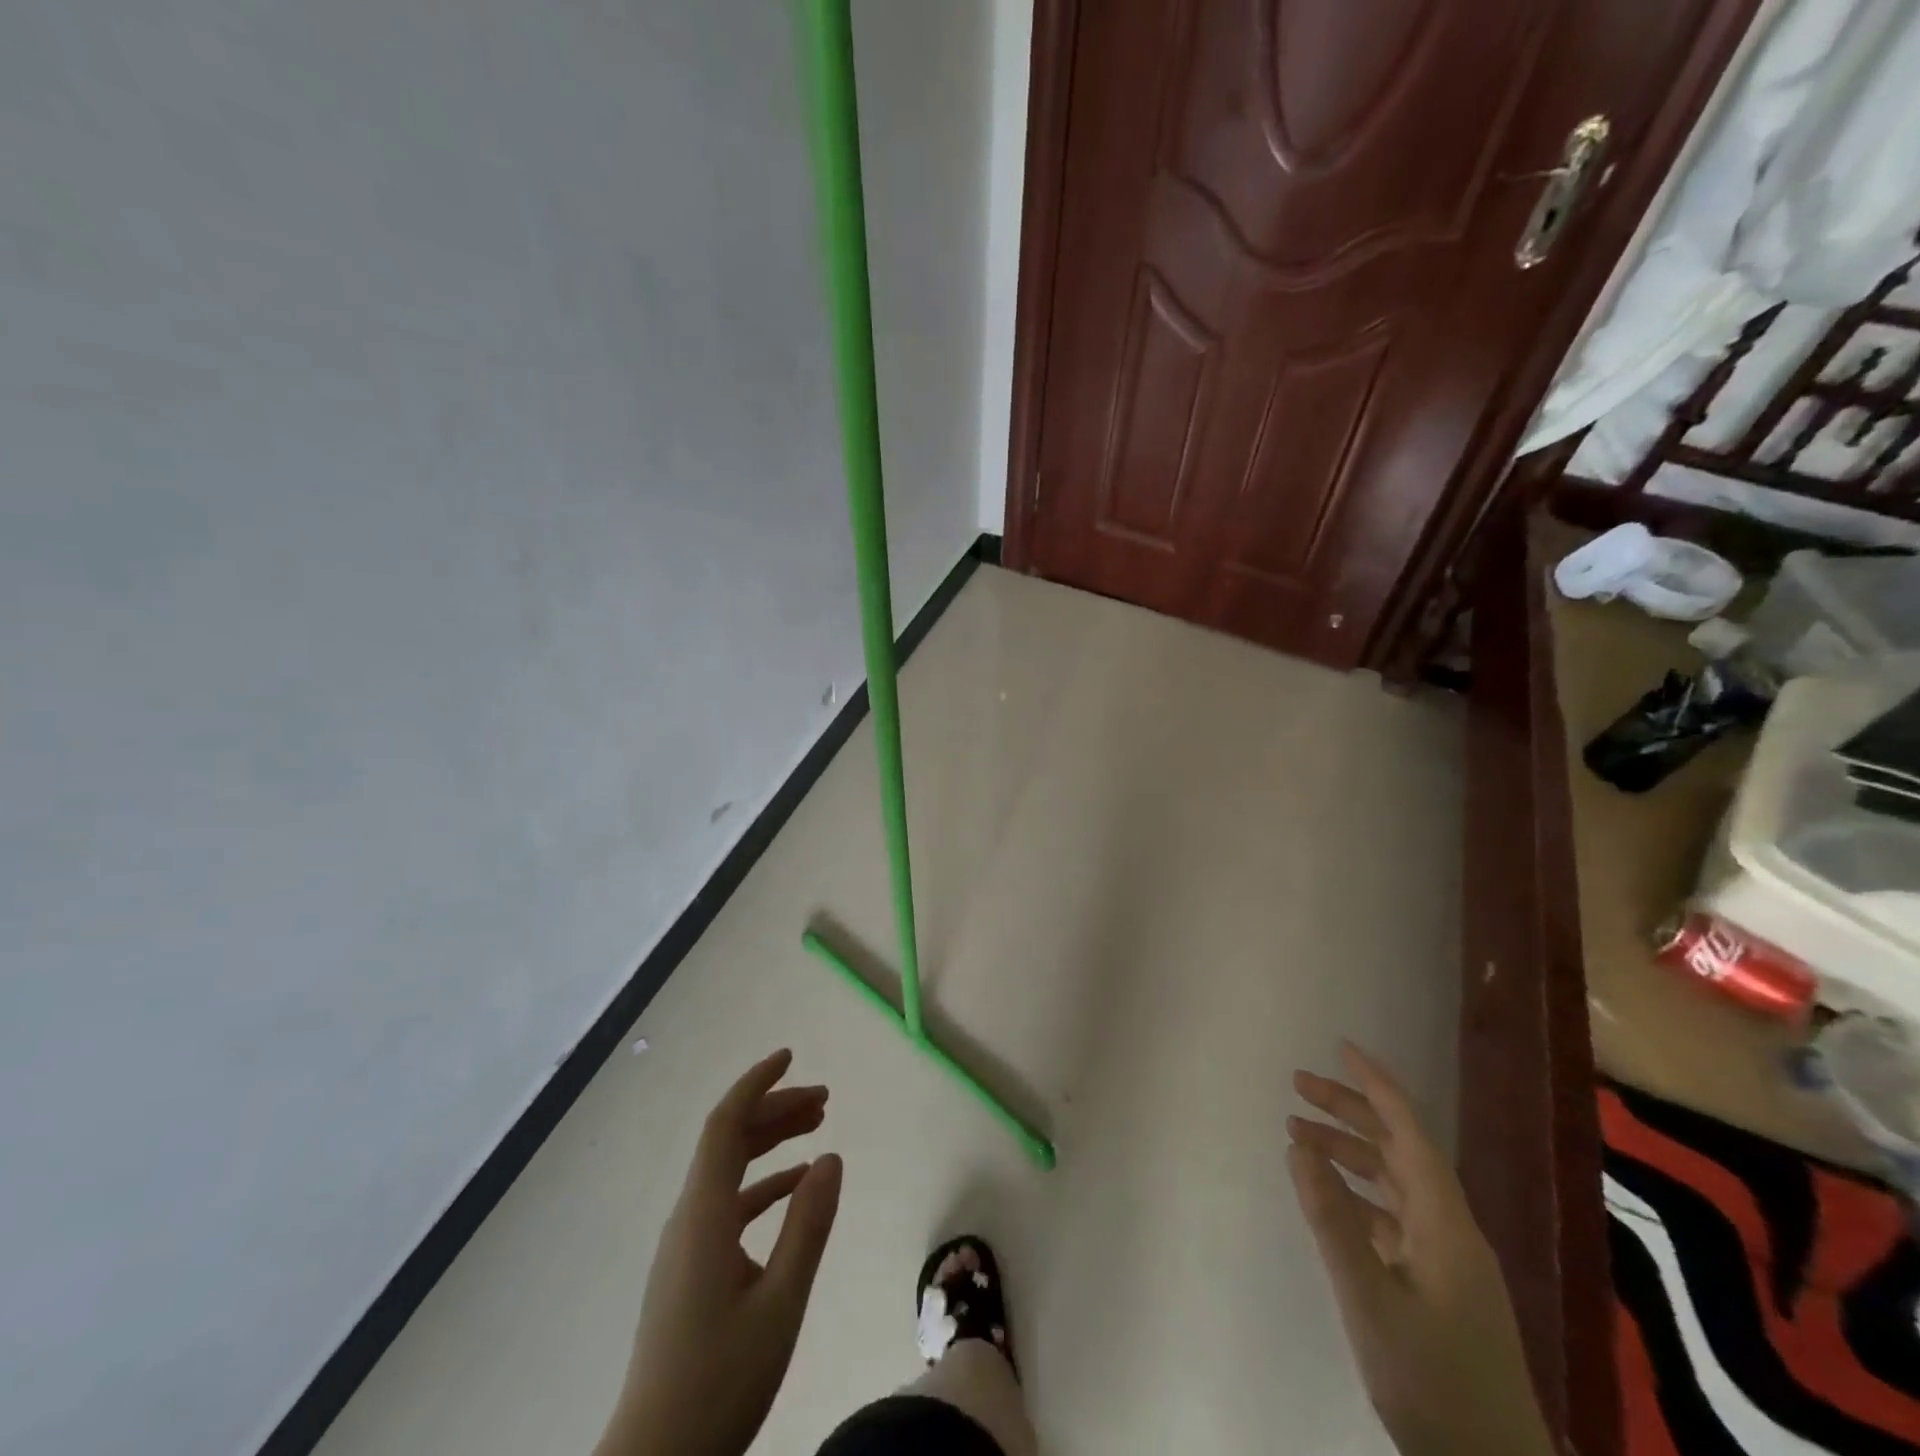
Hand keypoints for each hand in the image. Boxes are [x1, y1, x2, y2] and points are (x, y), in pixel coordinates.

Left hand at [597, 1049, 842, 1455]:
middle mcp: (689, 1217)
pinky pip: (729, 1203)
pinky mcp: (690, 1269)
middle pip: (730, 1140)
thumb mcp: (780, 1303)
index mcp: (704, 1214)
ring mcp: (686, 1245)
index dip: (756, 1083)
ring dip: (771, 1143)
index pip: (725, 1123)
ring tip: (817, 1128)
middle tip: (825, 1100)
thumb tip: (831, 1157)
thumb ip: (807, 1226)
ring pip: (730, 1170)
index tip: (790, 1056)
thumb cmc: (719, 1382)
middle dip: (775, 1110)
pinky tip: (796, 1188)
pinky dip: (763, 1184)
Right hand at [1288, 1044, 1552, 1455]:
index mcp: (1444, 1222)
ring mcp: (1446, 1259)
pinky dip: (1356, 1192)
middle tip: (1297, 1085)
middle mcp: (1450, 1228)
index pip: (1409, 1133)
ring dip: (1348, 1150)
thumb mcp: (1369, 1299)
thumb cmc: (1432, 1381)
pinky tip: (1326, 1195)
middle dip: (1349, 1110)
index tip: (1341, 1048)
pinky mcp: (1437, 1285)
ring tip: (1298, 1133)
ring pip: (1393, 1181)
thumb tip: (1298, 1146)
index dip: (1377, 1086)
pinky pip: (1392, 1215)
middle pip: (1398, 1149)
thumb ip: (1331, 1219)